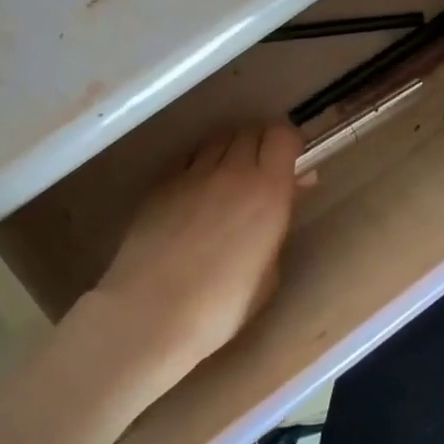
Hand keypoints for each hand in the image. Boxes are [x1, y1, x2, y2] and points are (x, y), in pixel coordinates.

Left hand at [91, 121, 303, 378]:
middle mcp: (232, 171)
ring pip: (217, 140)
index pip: (282, 135)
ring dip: (229, 151)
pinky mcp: (161, 183)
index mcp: (268, 190)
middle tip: (262, 173)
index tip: (290, 163)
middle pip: (250, 132)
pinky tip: (196, 190)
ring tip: (228, 179)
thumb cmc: (223, 306)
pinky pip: (188, 158)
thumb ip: (280, 223)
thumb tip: (292, 191)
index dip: (288, 144)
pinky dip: (199, 164)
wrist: (152, 311)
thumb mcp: (269, 271)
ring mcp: (192, 173)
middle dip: (260, 146)